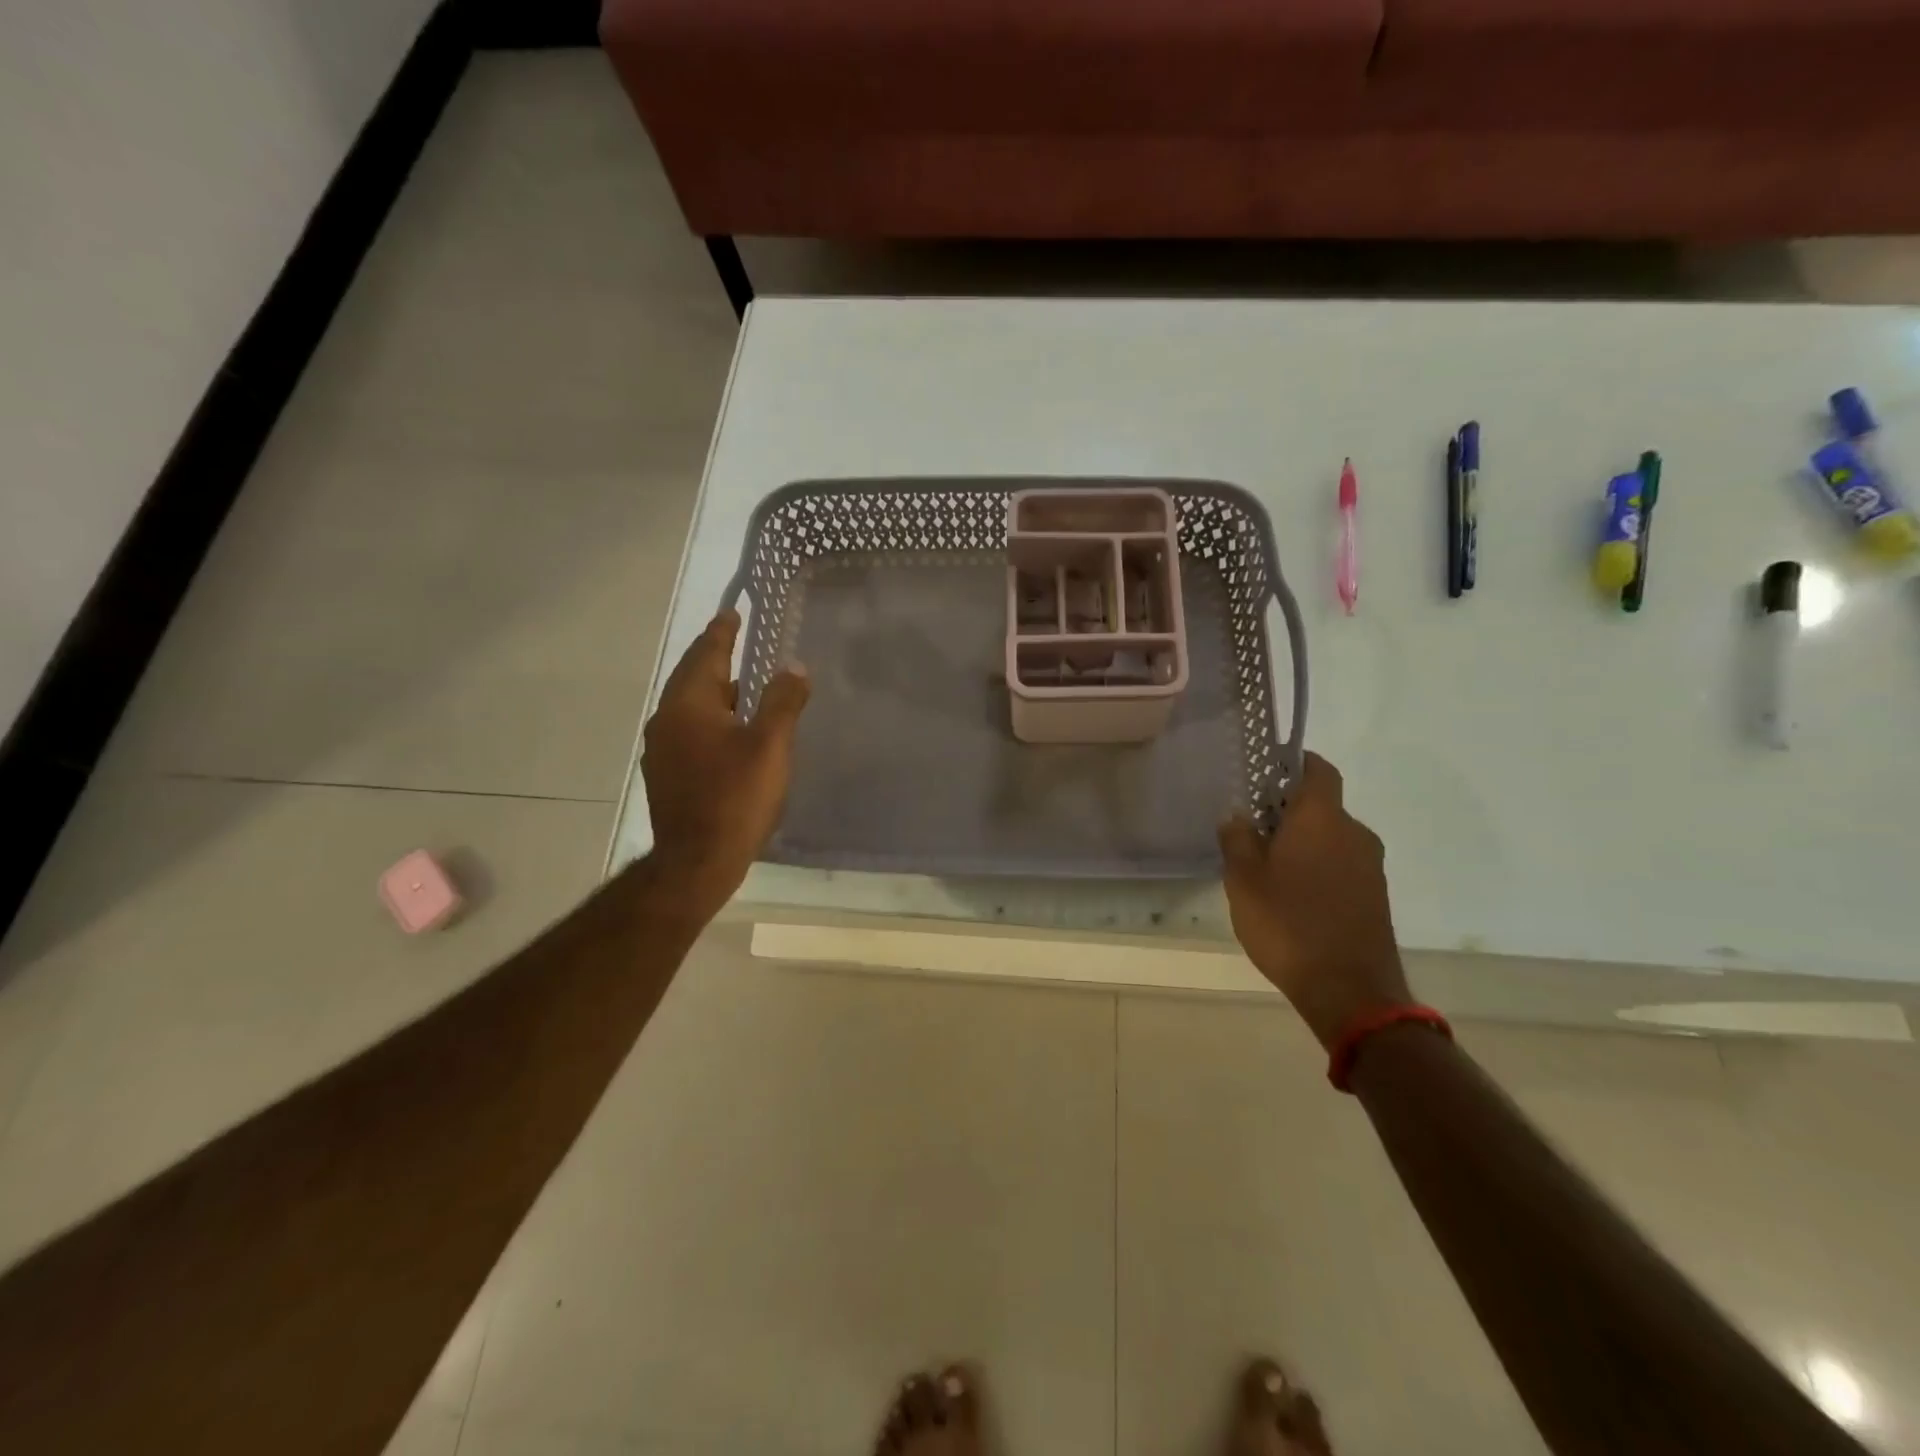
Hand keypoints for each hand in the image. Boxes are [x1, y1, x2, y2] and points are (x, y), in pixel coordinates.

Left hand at [642, 610, 809, 918]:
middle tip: (736, 639)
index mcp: (689, 704)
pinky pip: (689, 730)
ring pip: (690, 705)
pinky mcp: (667, 774)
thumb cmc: (735, 797)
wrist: (696, 861)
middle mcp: (667, 720)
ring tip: (740, 682)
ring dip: (714, 689)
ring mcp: (663, 749)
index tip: (732, 612)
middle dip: (715, 657)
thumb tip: (793, 666)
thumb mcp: (769, 745)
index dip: (722, 632)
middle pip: (693, 677)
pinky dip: (709, 717)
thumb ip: (782, 701)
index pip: (706, 654)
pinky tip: (730, 729)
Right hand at [1219, 752, 1410, 1048]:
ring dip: (1304, 842)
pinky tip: (1293, 895)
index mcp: (1322, 818)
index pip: (1318, 769)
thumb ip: (1237, 839)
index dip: (1295, 763)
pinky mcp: (1375, 896)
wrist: (1350, 990)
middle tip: (1253, 829)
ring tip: (1267, 867)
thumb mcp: (1243, 879)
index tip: (1268, 772)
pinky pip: (1342, 865)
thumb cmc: (1288, 923)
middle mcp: (1353, 833)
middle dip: (1289, 811)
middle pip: (1322, 806)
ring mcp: (1370, 866)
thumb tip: (1237, 815)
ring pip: (1332, 838)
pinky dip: (1319, 868)